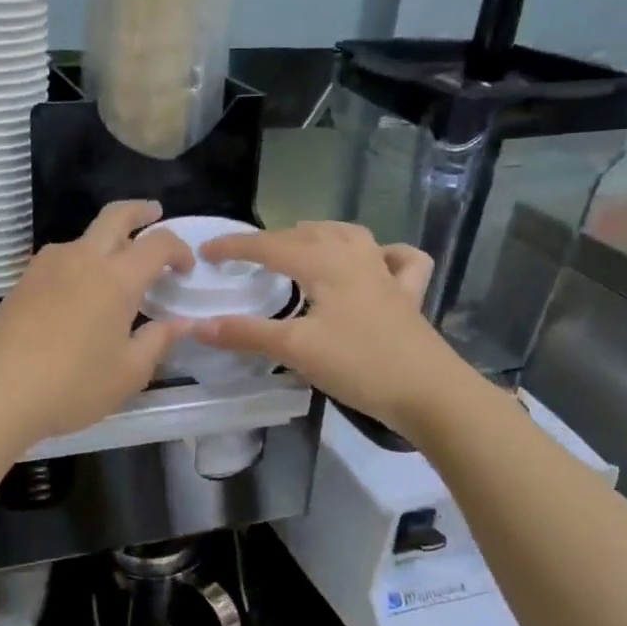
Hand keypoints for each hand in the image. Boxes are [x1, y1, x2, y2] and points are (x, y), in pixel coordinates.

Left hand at [0, 201, 193, 446]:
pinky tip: (78, 294)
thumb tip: (183, 323)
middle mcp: (82, 259)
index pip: (157, 244)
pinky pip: (60, 260)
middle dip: (139, 211)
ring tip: (115, 269)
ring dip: (105, 241)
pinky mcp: (22, 281)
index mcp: (116, 278)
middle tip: (154, 213)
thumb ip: (159, 341)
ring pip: (83, 238)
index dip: (178, 249)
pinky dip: (79, 263)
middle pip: (115, 216)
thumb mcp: (128, 373)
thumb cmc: (72, 385)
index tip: (185, 268)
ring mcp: (46, 266)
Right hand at [194, 222, 461, 429]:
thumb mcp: (295, 350)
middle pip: (307, 233)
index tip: (205, 252)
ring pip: (349, 235)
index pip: (269, 246)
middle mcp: (355, 256)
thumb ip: (246, 334)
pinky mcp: (408, 294)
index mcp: (324, 263)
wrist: (429, 392)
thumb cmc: (359, 365)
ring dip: (319, 233)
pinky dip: (383, 253)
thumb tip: (197, 326)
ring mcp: (385, 273)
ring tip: (299, 243)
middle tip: (246, 257)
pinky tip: (375, 262)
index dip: (235, 247)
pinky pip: (397, 259)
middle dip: (272, 239)